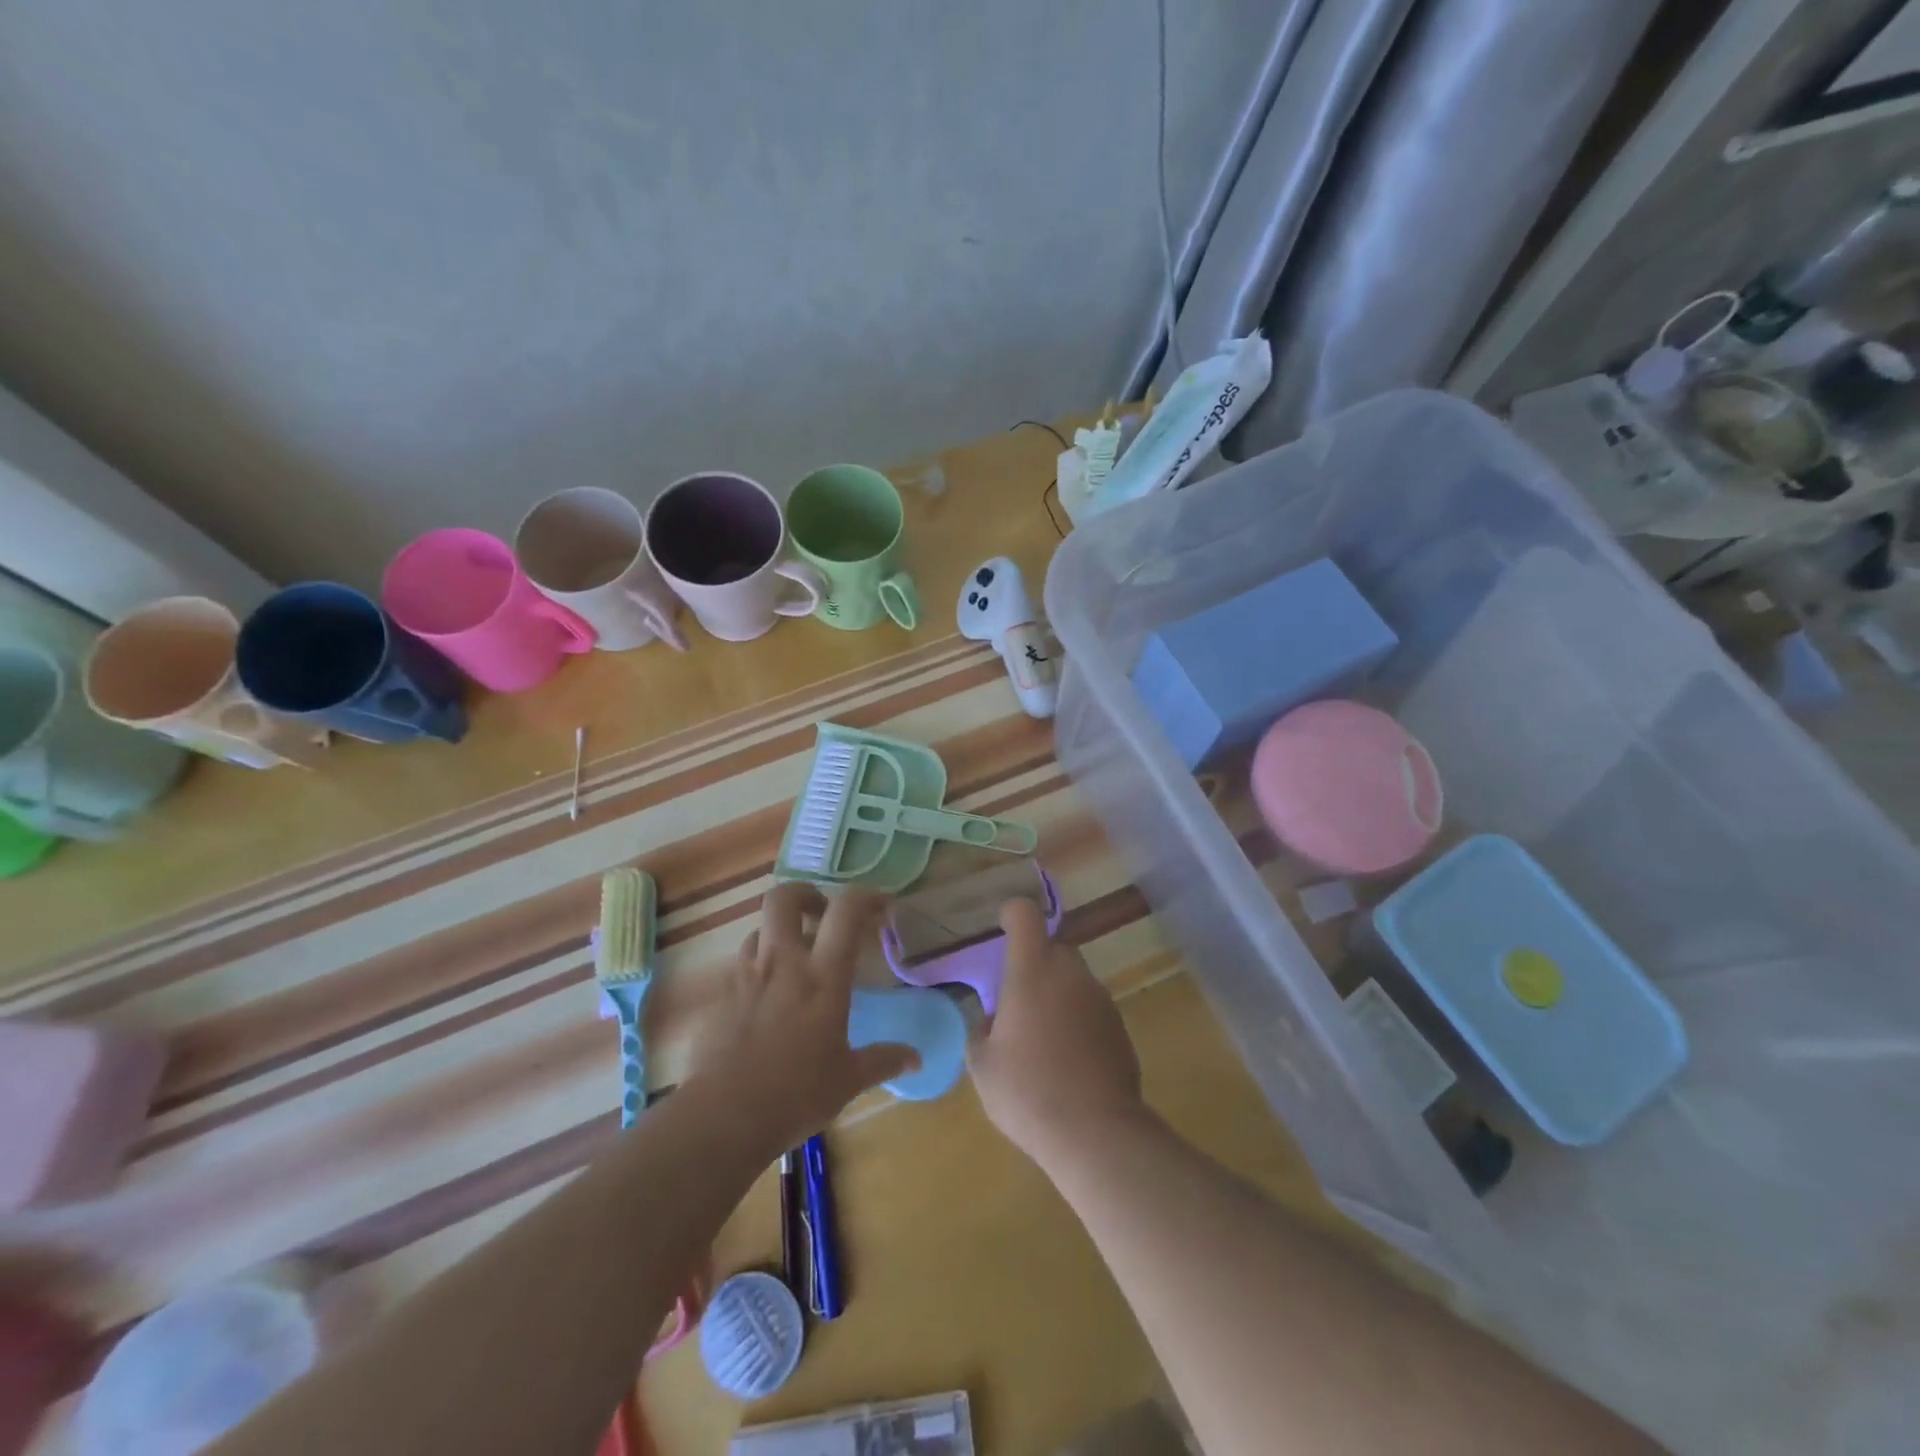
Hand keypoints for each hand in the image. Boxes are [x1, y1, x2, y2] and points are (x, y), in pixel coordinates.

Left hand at [684, 883, 918, 1153]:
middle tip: (821, 915)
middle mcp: (782, 962)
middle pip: (785, 897)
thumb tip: (916, 1058)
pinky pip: (739, 965)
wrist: (722, 1117)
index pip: (846, 912)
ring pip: (758, 929)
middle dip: (805, 894)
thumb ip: (882, 1060)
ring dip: (778, 935)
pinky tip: (764, 1001)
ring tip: (792, 961)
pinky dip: (756, 969)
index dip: (866, 897)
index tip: (881, 906)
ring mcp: (745, 975)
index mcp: (822, 976)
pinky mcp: (718, 995)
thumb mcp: (848, 1080)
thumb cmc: (795, 1095)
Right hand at [968, 897, 1143, 1167]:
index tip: (1002, 928)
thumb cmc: (1026, 1090)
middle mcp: (1070, 972)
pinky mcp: (1119, 1025)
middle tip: (1016, 1001)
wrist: (1094, 1132)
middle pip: (1052, 948)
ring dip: (1056, 994)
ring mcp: (1100, 997)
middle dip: (1033, 964)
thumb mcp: (982, 1064)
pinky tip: (1067, 1058)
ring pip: (1073, 979)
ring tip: (1041, 1037)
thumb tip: (991, 1020)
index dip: (1012, 914)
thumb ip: (981, 1030)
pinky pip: (1090, 1008)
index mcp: (1032, 970)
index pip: (1025, 915)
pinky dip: (1077, 1019)